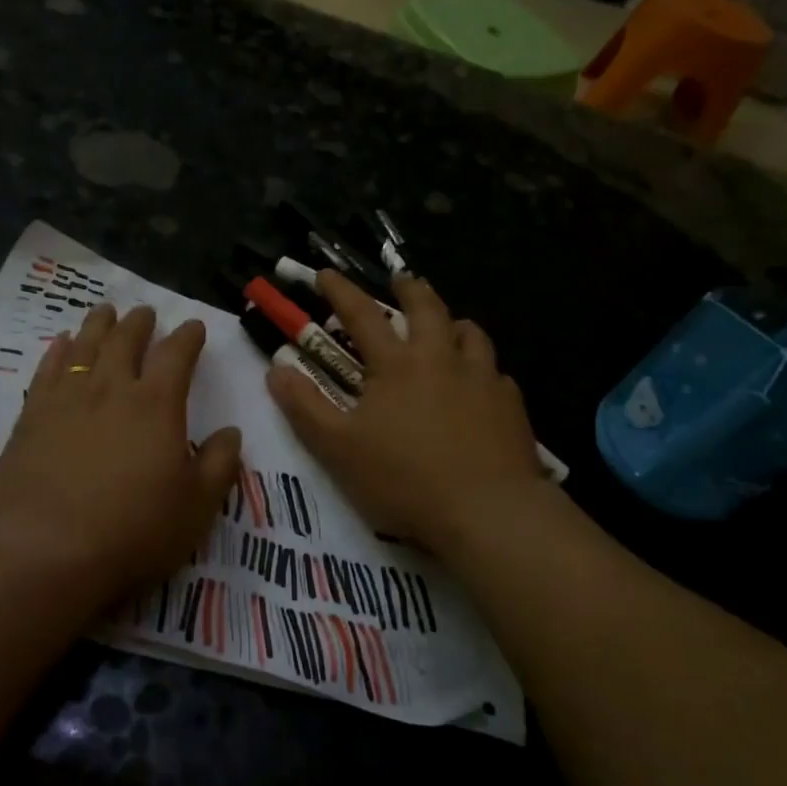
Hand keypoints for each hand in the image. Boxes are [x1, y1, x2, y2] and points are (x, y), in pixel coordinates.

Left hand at [0, 303, 241, 615]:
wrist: (47, 552)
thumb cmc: (133, 531)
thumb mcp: (196, 507)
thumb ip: (219, 465)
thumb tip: (231, 432)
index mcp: (156, 405)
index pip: (176, 356)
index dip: (187, 337)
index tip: (193, 326)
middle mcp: (111, 390)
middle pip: (125, 341)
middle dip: (139, 323)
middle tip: (145, 312)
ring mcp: (66, 400)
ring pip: (84, 347)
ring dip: (98, 326)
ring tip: (105, 312)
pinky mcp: (31, 418)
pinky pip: (46, 371)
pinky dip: (57, 351)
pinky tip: (61, 344)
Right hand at [266, 271, 549, 558]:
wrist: (488, 512)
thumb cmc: (404, 479)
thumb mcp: (338, 448)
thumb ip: (305, 407)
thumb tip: (276, 369)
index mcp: (397, 365)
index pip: (361, 315)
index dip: (340, 291)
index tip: (326, 273)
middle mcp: (441, 359)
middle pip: (427, 308)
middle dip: (409, 288)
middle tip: (401, 280)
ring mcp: (482, 379)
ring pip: (470, 333)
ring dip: (452, 322)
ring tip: (446, 326)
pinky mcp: (510, 405)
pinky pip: (496, 372)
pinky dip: (482, 367)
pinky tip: (480, 385)